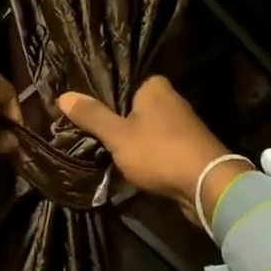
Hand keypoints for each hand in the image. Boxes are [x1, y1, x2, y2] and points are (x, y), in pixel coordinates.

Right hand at [58, 77, 238, 222]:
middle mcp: (171, 99)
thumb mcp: (118, 135)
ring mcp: (182, 125)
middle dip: (114, 121)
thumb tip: (62, 96)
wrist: (207, 186)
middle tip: (85, 133)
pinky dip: (144, 154)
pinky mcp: (187, 148)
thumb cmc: (159, 152)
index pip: (120, 84)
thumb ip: (92, 116)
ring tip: (102, 150)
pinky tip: (127, 164)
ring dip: (129, 141)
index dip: (100, 98)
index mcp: (155, 87)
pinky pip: (156, 147)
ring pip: (144, 129)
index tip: (81, 112)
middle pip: (132, 108)